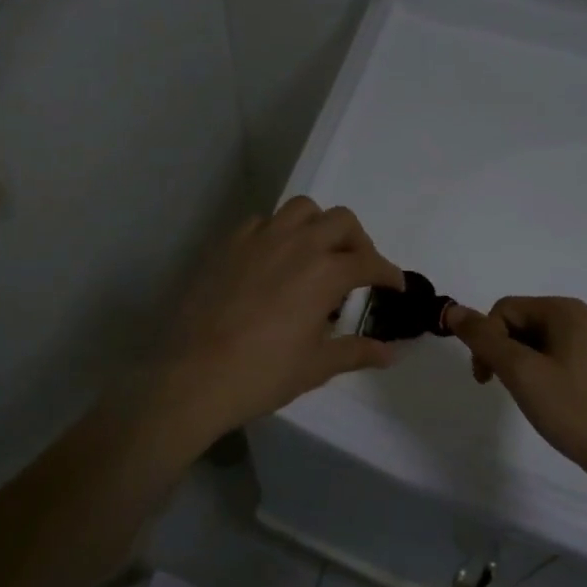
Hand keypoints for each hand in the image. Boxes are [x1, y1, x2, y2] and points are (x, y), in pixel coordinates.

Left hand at [152, 197, 403, 443]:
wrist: (192, 376)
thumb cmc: (262, 375)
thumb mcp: (315, 367)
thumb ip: (355, 352)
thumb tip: (389, 353)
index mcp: (324, 273)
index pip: (369, 262)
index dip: (387, 273)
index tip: (393, 287)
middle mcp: (296, 245)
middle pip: (341, 221)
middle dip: (358, 241)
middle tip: (356, 270)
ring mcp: (259, 240)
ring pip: (301, 209)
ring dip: (318, 226)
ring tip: (316, 255)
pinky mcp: (228, 245)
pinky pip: (262, 223)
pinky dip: (278, 233)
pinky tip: (274, 261)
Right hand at [445, 296, 586, 486]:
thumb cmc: (575, 410)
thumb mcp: (521, 372)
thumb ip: (484, 339)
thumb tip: (453, 310)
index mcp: (566, 311)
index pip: (505, 310)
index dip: (486, 340)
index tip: (486, 379)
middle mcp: (586, 318)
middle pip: (524, 323)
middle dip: (505, 353)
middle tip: (506, 390)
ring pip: (542, 343)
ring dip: (524, 366)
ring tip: (532, 399)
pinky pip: (564, 359)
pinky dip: (547, 375)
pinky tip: (554, 403)